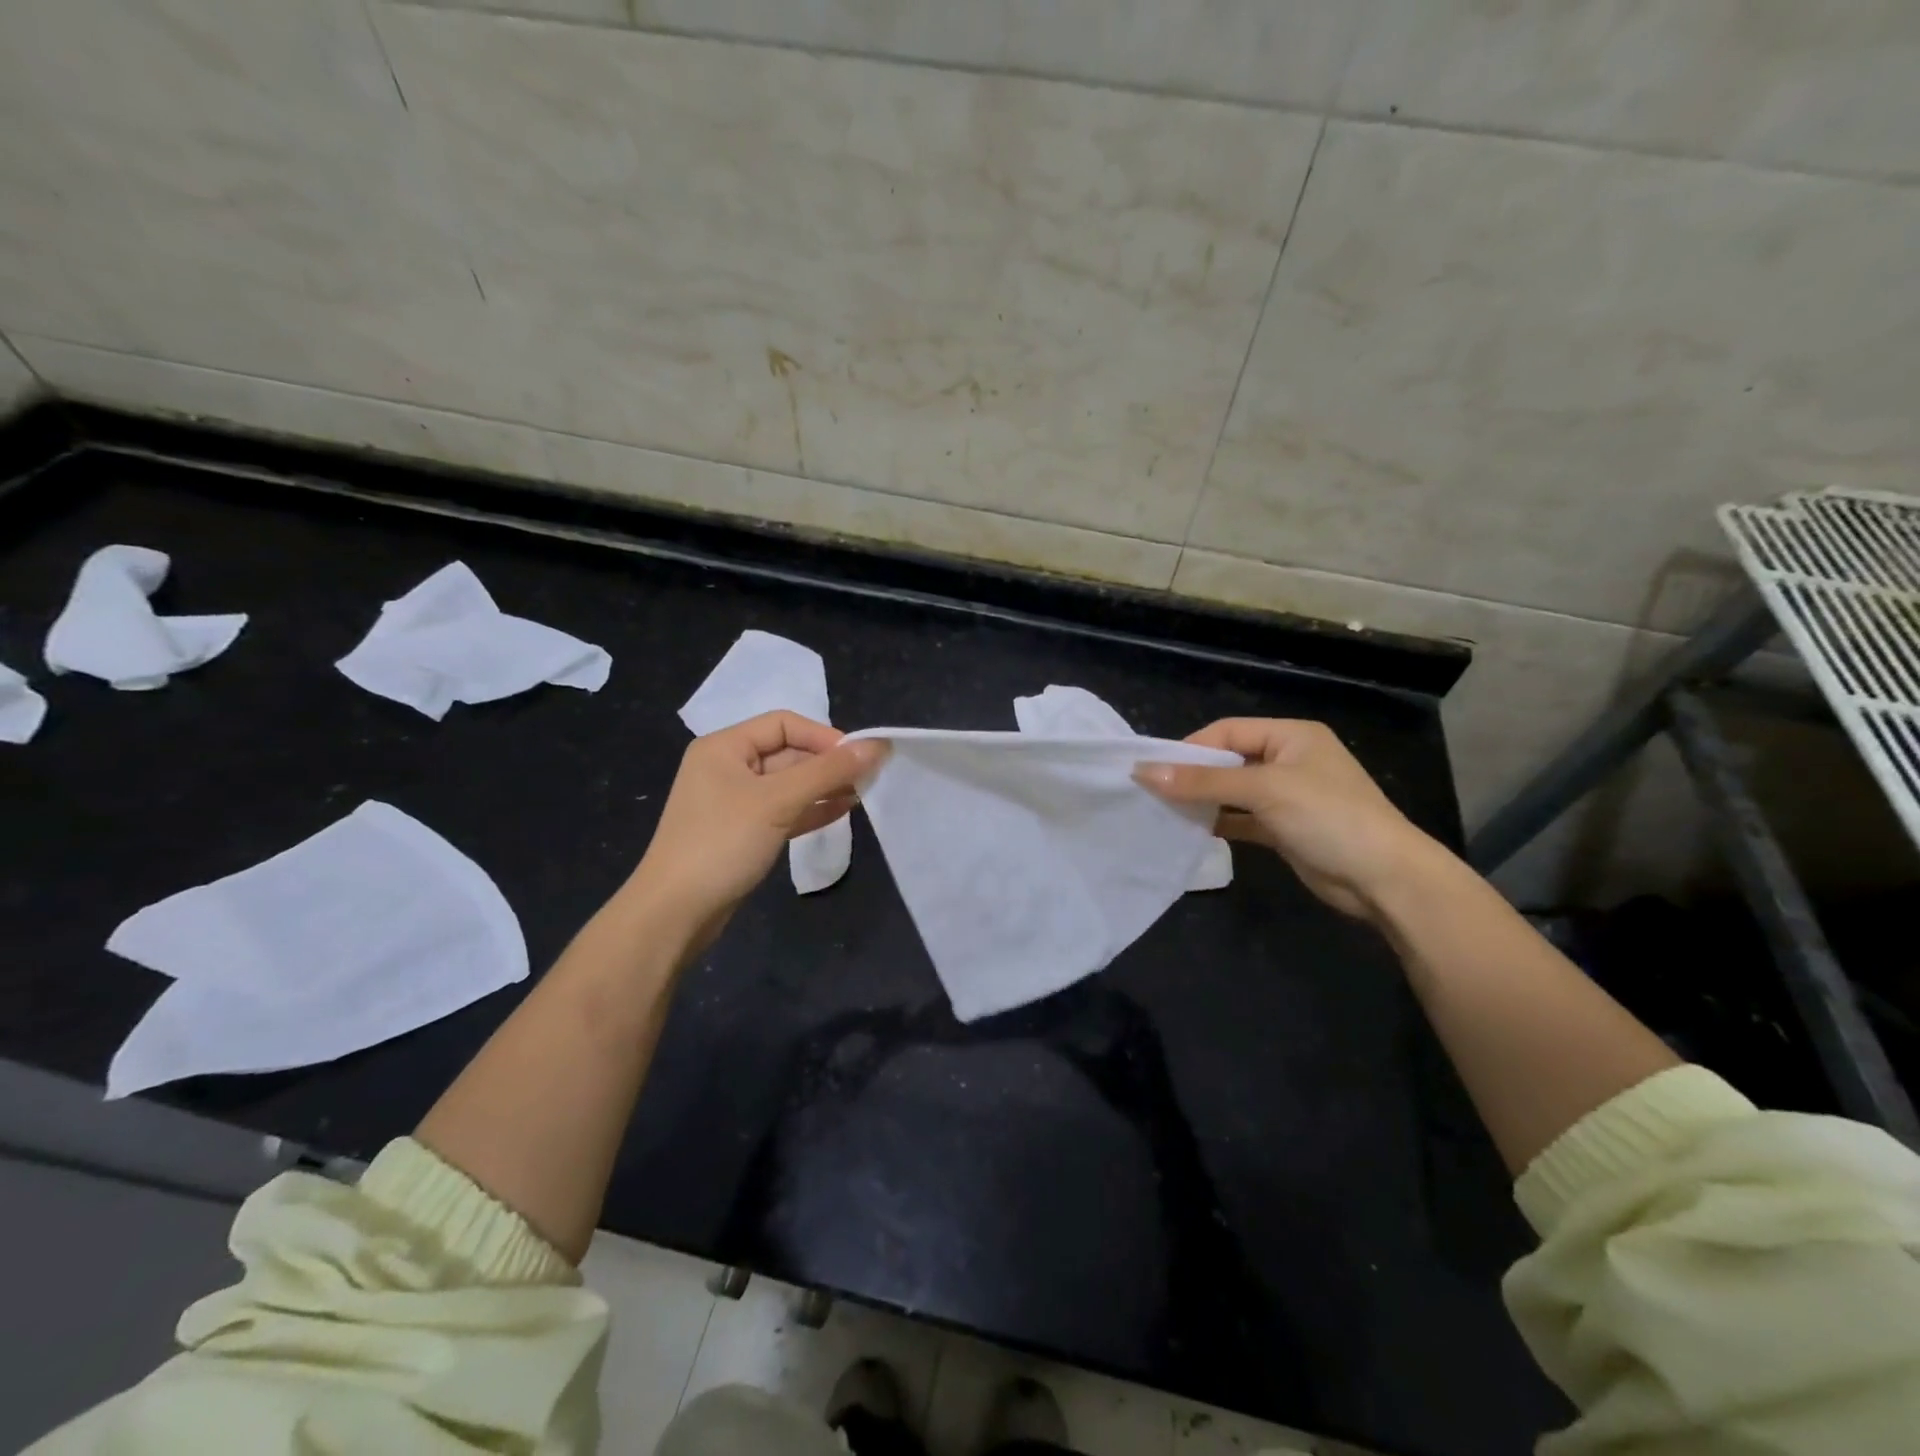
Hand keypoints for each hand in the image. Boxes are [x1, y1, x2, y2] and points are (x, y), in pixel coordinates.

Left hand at [628, 711, 885, 932]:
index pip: (784, 725)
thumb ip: (828, 772)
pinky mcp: (744, 832)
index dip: (824, 737)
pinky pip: (784, 811)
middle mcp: (728, 768)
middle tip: (869, 778)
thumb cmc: (722, 843)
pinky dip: (811, 810)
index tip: (859, 758)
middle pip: (788, 754)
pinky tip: (842, 812)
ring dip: (824, 788)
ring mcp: (735, 802)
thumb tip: (876, 746)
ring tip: (863, 794)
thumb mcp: (778, 802)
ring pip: (789, 785)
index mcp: (725, 747)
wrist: (675, 912)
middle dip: (828, 764)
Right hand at [1136, 718, 1442, 920]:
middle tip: (1154, 792)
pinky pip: (1242, 819)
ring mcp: (1288, 797)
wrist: (1384, 879)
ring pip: (1233, 792)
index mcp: (1292, 736)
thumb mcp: (1264, 790)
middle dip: (1193, 775)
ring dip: (1203, 800)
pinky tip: (1192, 830)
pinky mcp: (1285, 829)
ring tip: (1165, 812)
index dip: (1191, 748)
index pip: (1228, 731)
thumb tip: (1145, 773)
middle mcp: (1289, 760)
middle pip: (1228, 760)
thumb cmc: (1328, 817)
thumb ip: (1204, 782)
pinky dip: (1219, 822)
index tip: (1155, 770)